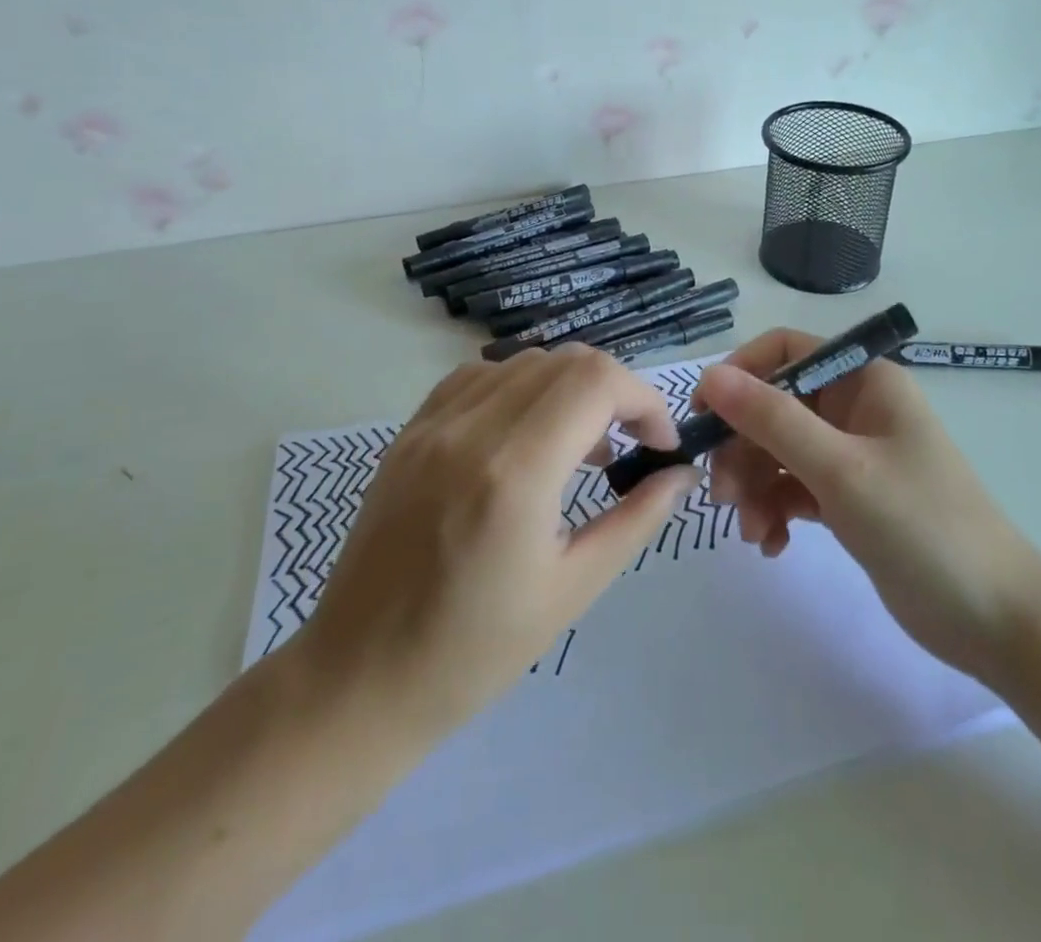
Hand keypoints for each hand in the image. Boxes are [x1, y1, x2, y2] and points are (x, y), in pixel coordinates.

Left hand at [297, 344, 701, 744]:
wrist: (359, 679)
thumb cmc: (474, 651)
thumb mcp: (573, 589)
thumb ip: (637, 519)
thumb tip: (681, 474)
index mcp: (515, 473)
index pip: (596, 382)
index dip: (643, 400)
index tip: (659, 444)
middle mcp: (471, 430)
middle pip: (566, 361)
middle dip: (615, 391)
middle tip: (629, 443)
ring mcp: (432, 424)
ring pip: (524, 362)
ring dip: (569, 388)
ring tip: (581, 448)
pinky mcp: (409, 431)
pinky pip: (479, 377)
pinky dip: (520, 390)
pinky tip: (525, 437)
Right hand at [696, 329, 1040, 682]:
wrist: (995, 621)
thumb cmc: (922, 527)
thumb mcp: (840, 469)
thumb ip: (772, 419)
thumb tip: (710, 375)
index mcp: (863, 380)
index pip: (785, 351)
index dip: (740, 374)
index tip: (704, 416)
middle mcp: (855, 408)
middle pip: (774, 406)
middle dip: (743, 448)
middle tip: (721, 494)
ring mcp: (852, 454)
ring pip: (778, 451)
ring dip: (754, 486)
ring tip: (751, 531)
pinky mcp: (848, 497)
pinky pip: (793, 488)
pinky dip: (775, 510)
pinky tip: (772, 544)